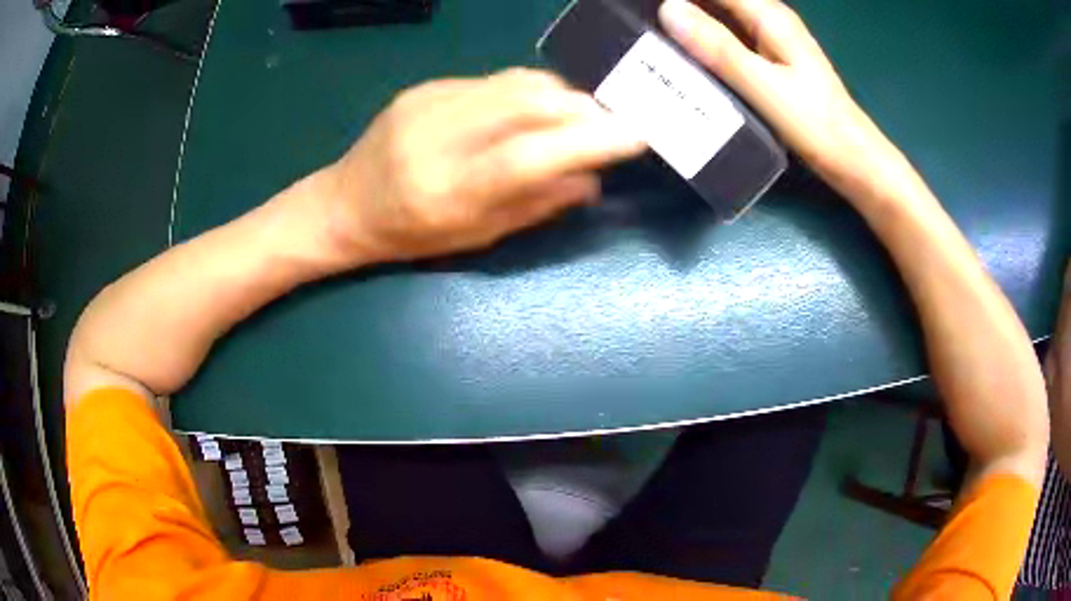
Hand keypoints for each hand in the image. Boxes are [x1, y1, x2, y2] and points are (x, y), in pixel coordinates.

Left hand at [317, 68, 644, 263]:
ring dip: (561, 94)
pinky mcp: (426, 86)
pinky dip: (528, 91)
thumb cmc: (409, 235)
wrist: (345, 203)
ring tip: (580, 114)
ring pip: (516, 82)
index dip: (589, 141)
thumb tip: (591, 178)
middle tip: (613, 121)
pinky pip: (494, 80)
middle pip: (528, 103)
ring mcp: (429, 103)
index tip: (636, 135)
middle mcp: (437, 138)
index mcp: (448, 192)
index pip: (530, 156)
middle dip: (585, 108)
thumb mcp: (473, 238)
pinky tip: (533, 109)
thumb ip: (534, 207)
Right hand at [658, 0, 892, 185]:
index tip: (642, 4)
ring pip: (721, 14)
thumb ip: (718, 47)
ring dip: (691, 19)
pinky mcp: (770, 57)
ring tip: (655, 33)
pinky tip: (685, 50)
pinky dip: (705, 38)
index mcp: (769, 15)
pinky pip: (729, 35)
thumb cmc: (813, 123)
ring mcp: (771, 37)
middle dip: (682, 6)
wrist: (850, 157)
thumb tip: (668, 8)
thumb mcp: (762, 85)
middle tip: (644, 20)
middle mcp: (769, 18)